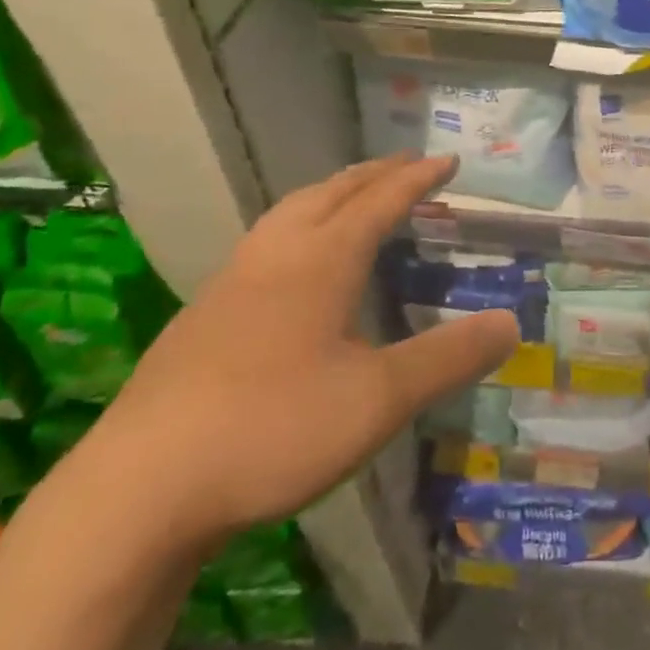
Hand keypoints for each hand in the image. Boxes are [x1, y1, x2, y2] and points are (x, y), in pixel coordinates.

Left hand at [76, 153, 518, 550]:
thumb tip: (511, 322)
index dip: (417, 178)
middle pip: (331, 192)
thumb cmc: (272, 429)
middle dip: (375, 173)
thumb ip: (447, 358)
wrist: (138, 489)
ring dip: (331, 193)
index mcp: (321, 260)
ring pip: (290, 213)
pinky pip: (264, 243)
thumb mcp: (378, 399)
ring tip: (354, 196)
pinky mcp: (202, 315)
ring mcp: (231, 282)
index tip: (447, 160)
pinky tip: (293, 265)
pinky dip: (298, 226)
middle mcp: (276, 255)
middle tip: (407, 165)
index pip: (381, 201)